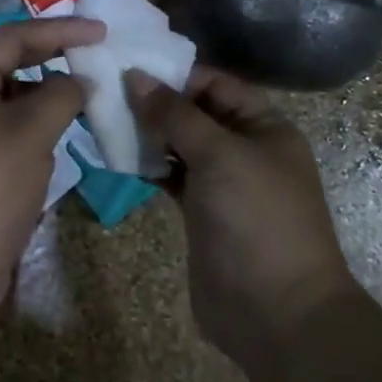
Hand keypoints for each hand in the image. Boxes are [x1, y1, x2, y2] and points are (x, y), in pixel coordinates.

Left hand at [0, 17, 105, 329]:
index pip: (10, 38)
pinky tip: (65, 133)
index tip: (100, 31)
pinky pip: (8, 133)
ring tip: (88, 94)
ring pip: (10, 102)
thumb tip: (78, 80)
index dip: (58, 30)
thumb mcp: (28, 133)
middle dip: (52, 59)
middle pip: (8, 66)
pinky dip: (37, 127)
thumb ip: (59, 95)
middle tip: (96, 56)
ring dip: (47, 96)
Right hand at [126, 68, 356, 373]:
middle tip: (107, 92)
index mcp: (265, 127)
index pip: (217, 85)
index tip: (129, 68)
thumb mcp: (219, 155)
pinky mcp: (202, 214)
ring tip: (105, 121)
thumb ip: (175, 114)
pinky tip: (119, 157)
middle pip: (196, 113)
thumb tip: (136, 76)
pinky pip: (172, 177)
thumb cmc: (255, 218)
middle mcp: (245, 149)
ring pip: (180, 146)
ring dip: (148, 134)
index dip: (176, 75)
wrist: (275, 313)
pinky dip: (149, 166)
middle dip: (156, 103)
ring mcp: (223, 184)